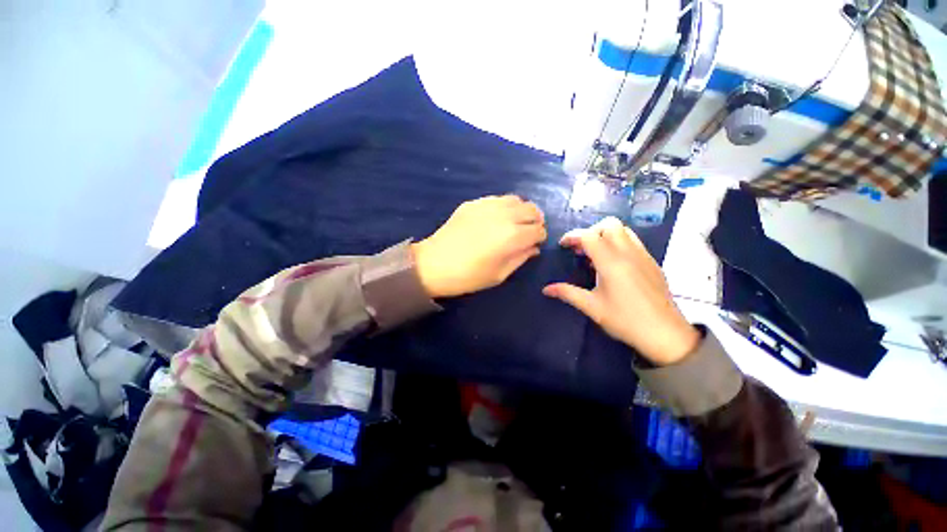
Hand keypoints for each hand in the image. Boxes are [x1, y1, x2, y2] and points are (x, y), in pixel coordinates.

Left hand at [412, 195, 546, 297]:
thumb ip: (521, 258)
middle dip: (535, 221)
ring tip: (513, 224)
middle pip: (532, 209)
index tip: (533, 245)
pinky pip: (497, 199)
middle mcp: (504, 215)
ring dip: (520, 211)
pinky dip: (504, 207)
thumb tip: (533, 247)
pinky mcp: (473, 203)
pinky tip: (495, 219)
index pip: (539, 230)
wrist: (434, 264)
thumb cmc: (468, 276)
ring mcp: (487, 205)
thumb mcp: (499, 274)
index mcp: (513, 236)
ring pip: (516, 199)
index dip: (539, 238)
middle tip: (527, 232)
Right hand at [542, 217, 699, 365]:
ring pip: (623, 229)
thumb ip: (568, 293)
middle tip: (580, 249)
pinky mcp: (652, 261)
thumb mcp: (592, 307)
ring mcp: (643, 255)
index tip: (563, 246)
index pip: (589, 236)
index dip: (573, 236)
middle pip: (609, 224)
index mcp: (611, 263)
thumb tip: (546, 289)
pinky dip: (618, 242)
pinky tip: (612, 263)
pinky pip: (633, 240)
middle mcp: (628, 253)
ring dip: (605, 234)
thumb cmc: (625, 321)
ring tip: (595, 253)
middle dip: (590, 231)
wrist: (666, 334)